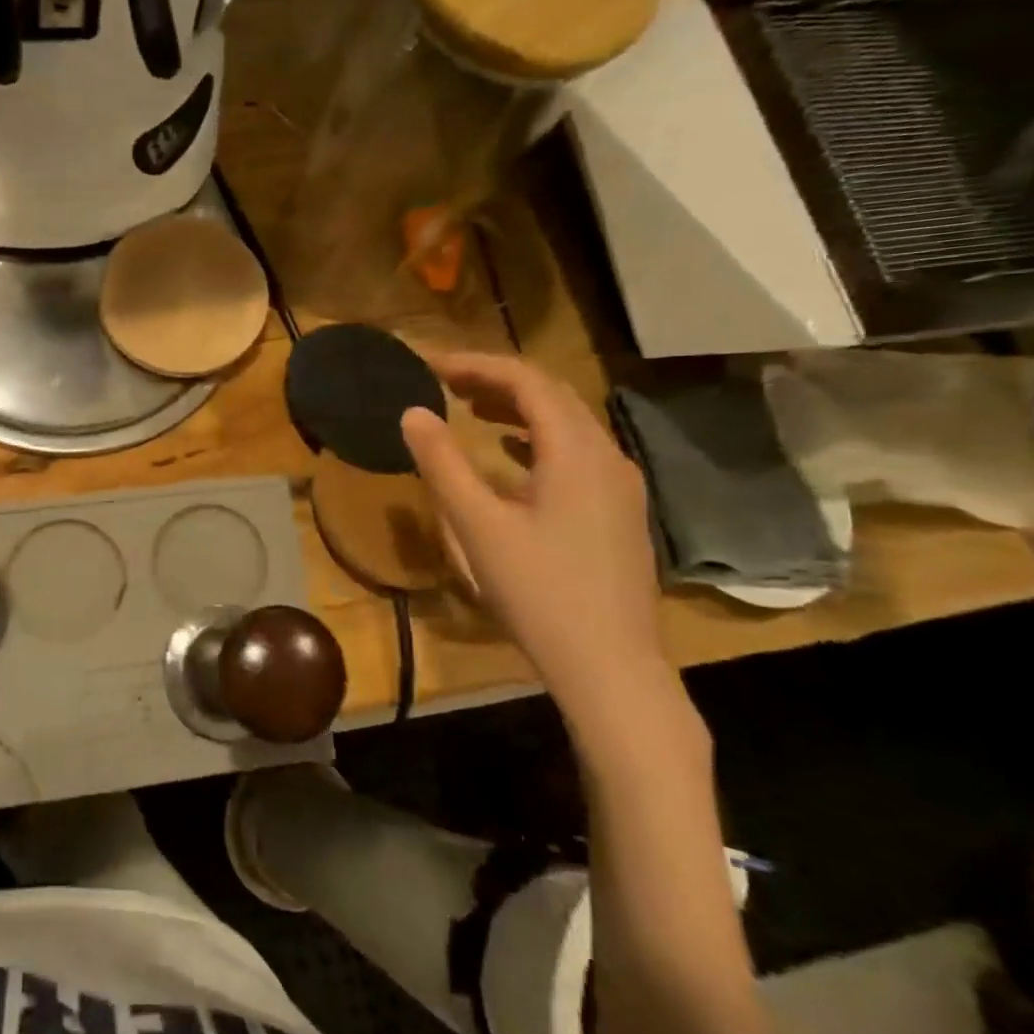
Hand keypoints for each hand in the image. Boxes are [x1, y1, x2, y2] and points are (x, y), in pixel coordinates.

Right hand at [401, 353, 666, 707]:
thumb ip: (443, 464)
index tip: (431, 367)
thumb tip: (412, 413)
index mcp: (575, 451)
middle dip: (497, 381)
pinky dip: (538, 439)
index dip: (477, 365)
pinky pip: (577, 453)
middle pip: (553, 395)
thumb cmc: (539, 593)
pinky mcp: (620, 512)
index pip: (527, 381)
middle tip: (446, 383)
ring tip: (471, 409)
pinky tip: (512, 455)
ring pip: (568, 424)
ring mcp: (621, 485)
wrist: (611, 667)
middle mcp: (607, 456)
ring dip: (519, 408)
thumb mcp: (478, 527)